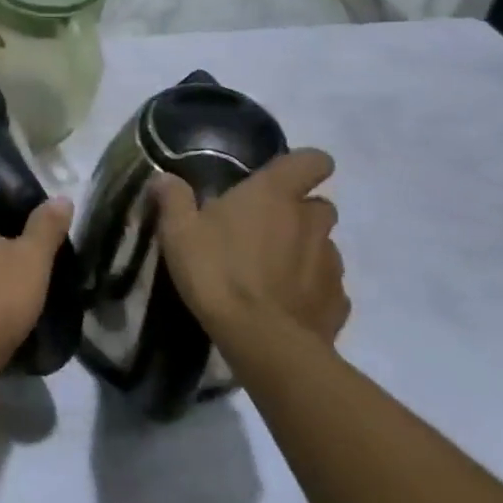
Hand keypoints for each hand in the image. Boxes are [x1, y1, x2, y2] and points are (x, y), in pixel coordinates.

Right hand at [153, 150, 347, 347]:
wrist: (262, 342)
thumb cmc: (218, 273)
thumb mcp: (178, 233)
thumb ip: (173, 199)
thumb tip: (164, 177)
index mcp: (275, 195)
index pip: (313, 160)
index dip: (303, 165)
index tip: (282, 178)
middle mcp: (310, 221)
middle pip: (319, 205)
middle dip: (299, 214)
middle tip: (264, 230)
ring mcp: (331, 263)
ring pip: (324, 246)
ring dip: (304, 252)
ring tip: (272, 273)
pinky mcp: (338, 301)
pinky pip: (327, 286)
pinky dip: (311, 290)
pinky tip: (285, 305)